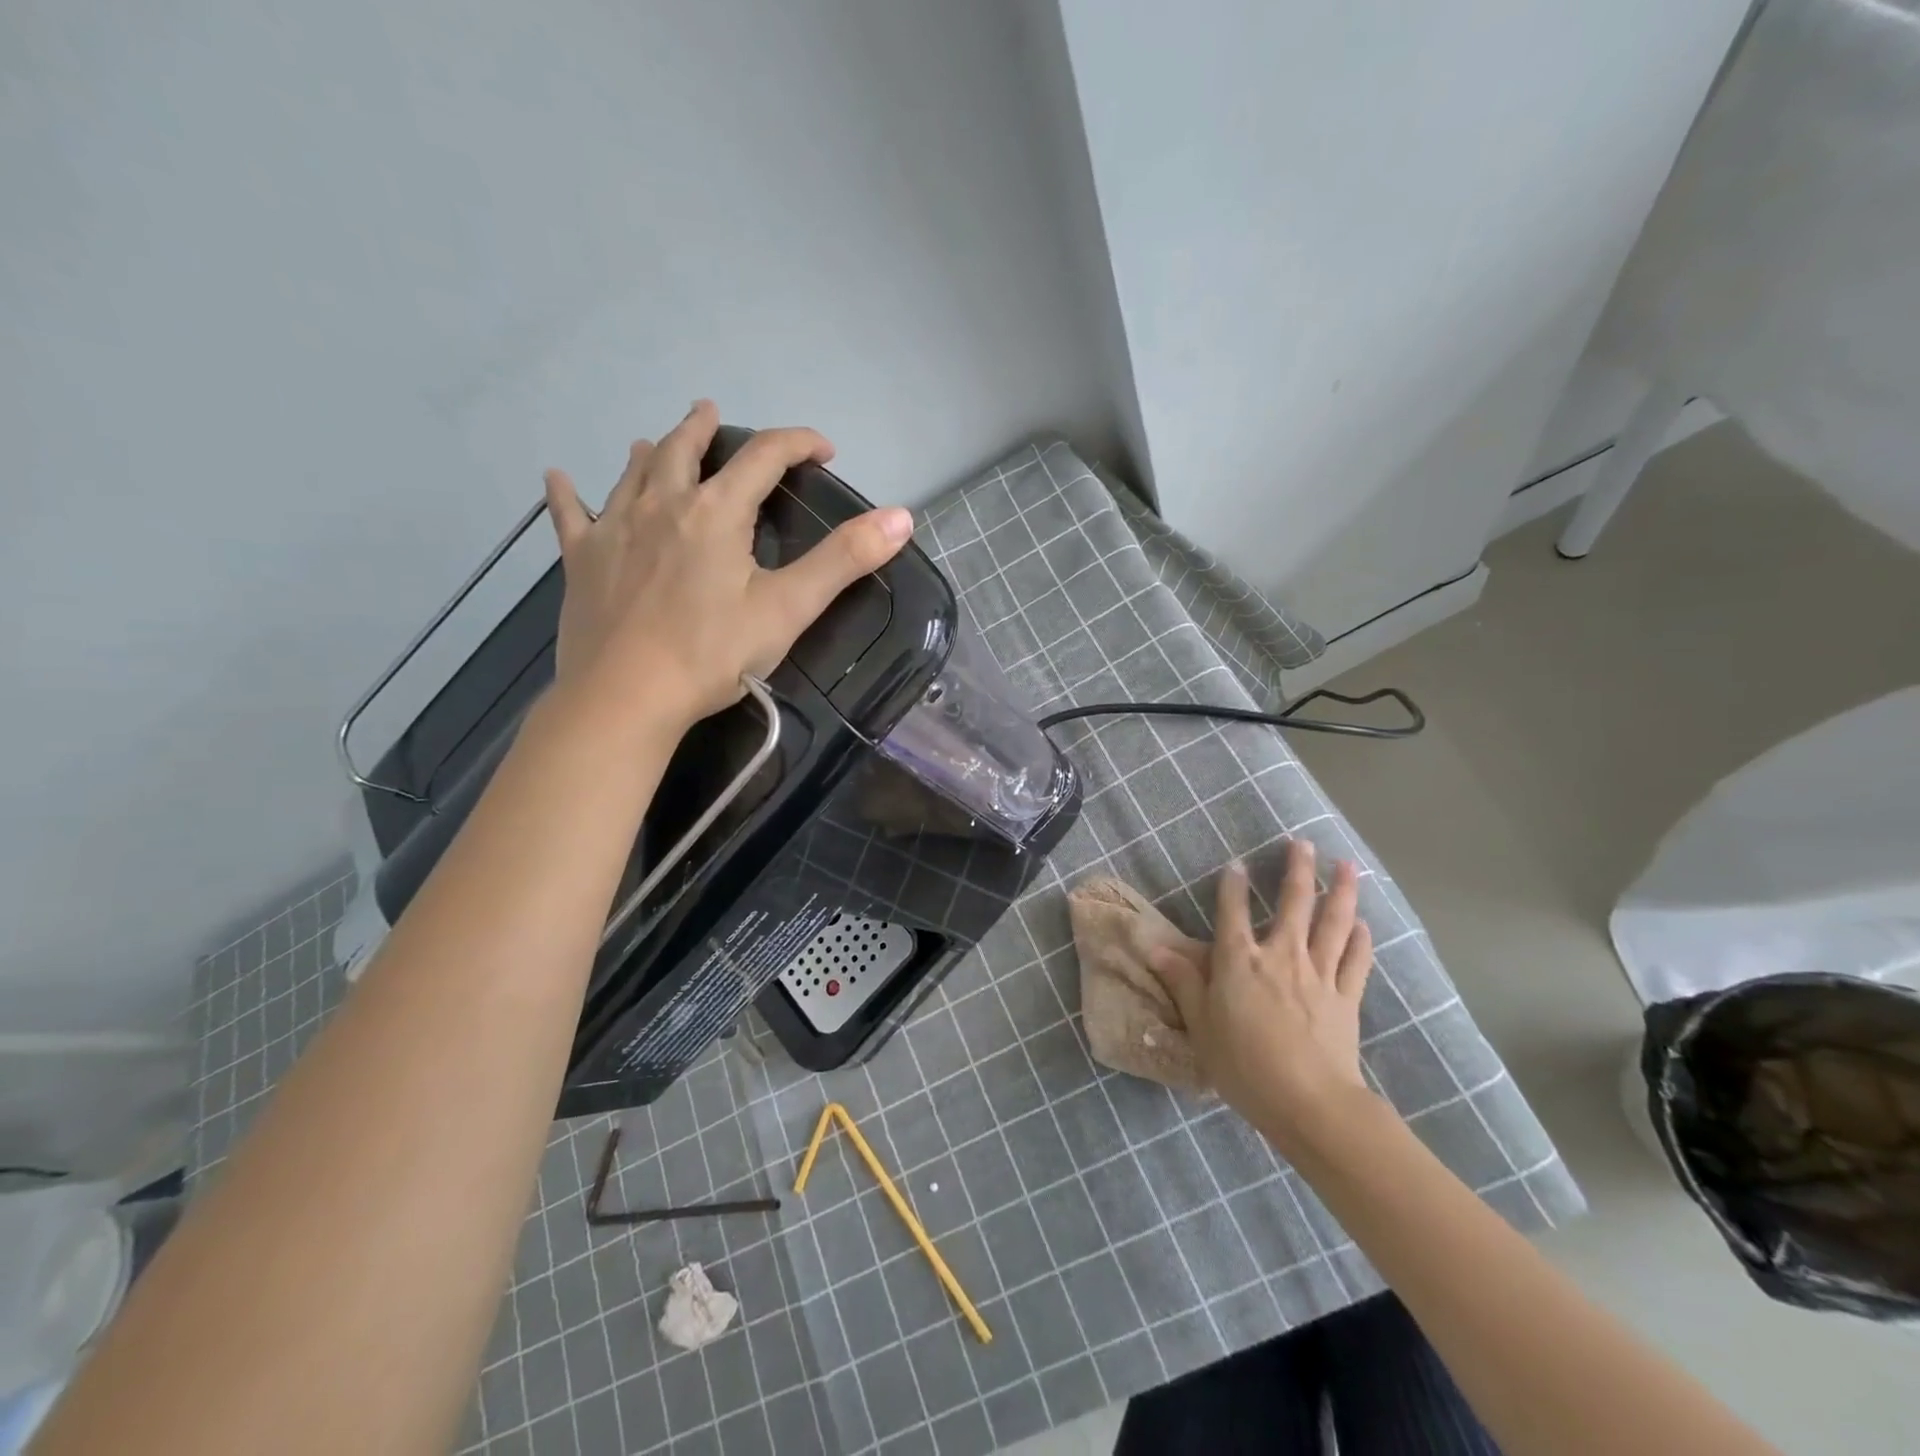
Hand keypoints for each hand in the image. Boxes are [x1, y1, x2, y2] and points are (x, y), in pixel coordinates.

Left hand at [542, 400, 913, 727]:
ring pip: (634, 472)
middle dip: (706, 428)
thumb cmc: (714, 654)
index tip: (823, 451)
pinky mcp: (583, 560)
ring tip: (658, 441)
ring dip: (652, 451)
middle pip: (686, 449)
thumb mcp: (789, 608)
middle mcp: (663, 504)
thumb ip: (844, 559)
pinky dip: (567, 493)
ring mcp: (615, 529)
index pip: (764, 456)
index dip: (797, 443)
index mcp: (717, 512)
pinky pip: (571, 515)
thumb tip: (901, 517)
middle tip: (712, 412)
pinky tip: (558, 476)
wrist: (627, 697)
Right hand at [1149, 839, 1374, 1151]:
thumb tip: (1153, 947)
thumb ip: (1182, 981)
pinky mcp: (1347, 997)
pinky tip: (1364, 924)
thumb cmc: (1244, 1065)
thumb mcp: (1201, 1025)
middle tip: (1305, 843)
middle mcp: (1281, 956)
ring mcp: (1319, 974)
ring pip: (1334, 923)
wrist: (1309, 1103)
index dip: (1233, 885)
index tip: (1237, 863)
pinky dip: (1360, 940)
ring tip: (1348, 866)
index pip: (1233, 912)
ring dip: (1341, 892)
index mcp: (1240, 961)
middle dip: (1298, 870)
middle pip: (1294, 904)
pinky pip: (1356, 961)